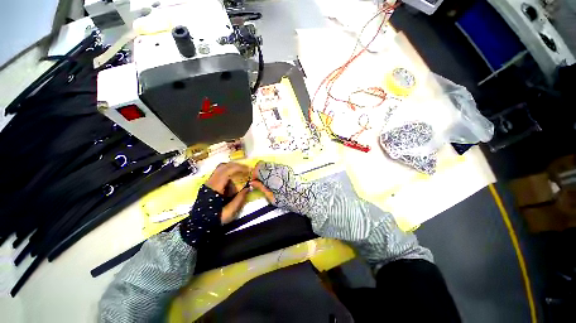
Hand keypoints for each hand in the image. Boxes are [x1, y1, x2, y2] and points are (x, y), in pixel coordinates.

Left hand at [205, 162, 250, 223]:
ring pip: (220, 169)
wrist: (199, 225)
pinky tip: (234, 181)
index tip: (249, 170)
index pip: (227, 171)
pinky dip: (228, 174)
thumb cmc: (215, 219)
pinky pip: (219, 174)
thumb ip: (240, 198)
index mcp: (215, 188)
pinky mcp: (209, 185)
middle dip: (236, 166)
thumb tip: (248, 187)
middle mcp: (210, 182)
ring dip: (232, 169)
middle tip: (247, 169)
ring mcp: (208, 183)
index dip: (239, 168)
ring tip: (241, 173)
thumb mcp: (230, 211)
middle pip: (223, 166)